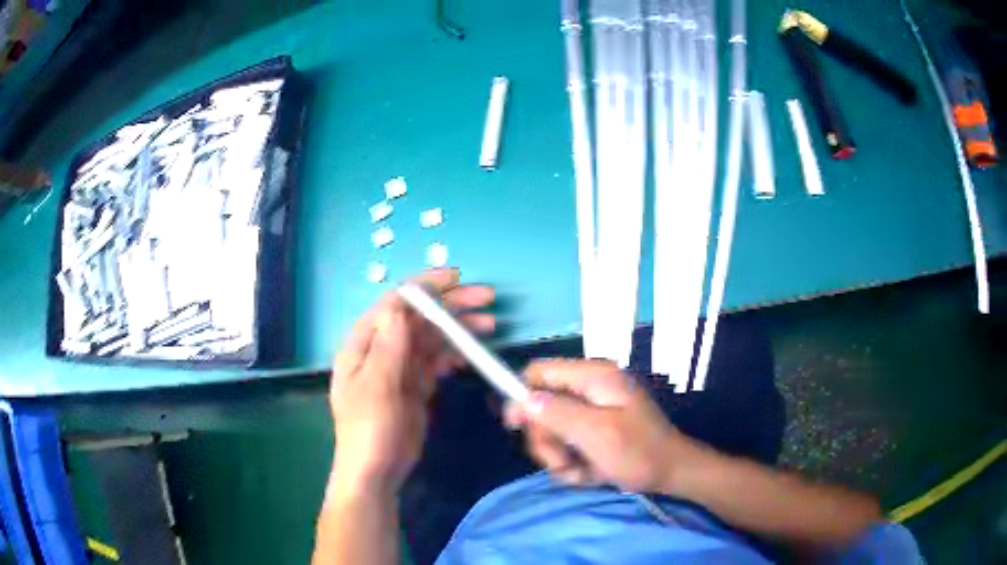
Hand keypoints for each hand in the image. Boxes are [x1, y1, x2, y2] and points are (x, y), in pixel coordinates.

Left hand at [329, 269, 494, 495]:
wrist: (376, 472)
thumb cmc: (369, 430)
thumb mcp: (376, 388)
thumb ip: (389, 347)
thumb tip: (400, 307)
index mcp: (364, 344)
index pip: (394, 304)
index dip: (424, 287)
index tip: (457, 278)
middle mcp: (382, 349)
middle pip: (418, 318)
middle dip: (450, 306)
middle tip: (486, 300)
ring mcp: (400, 368)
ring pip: (431, 338)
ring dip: (458, 329)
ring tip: (490, 325)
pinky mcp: (415, 385)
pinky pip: (437, 361)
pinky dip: (454, 354)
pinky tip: (471, 354)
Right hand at [504, 359, 697, 492]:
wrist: (672, 474)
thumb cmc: (638, 452)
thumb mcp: (596, 433)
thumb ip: (557, 414)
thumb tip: (522, 400)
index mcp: (593, 376)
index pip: (539, 372)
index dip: (521, 396)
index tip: (516, 428)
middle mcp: (589, 388)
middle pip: (542, 407)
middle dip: (548, 440)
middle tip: (563, 461)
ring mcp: (592, 410)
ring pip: (552, 430)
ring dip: (560, 457)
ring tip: (581, 471)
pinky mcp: (595, 429)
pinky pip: (567, 444)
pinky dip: (573, 463)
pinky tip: (590, 473)